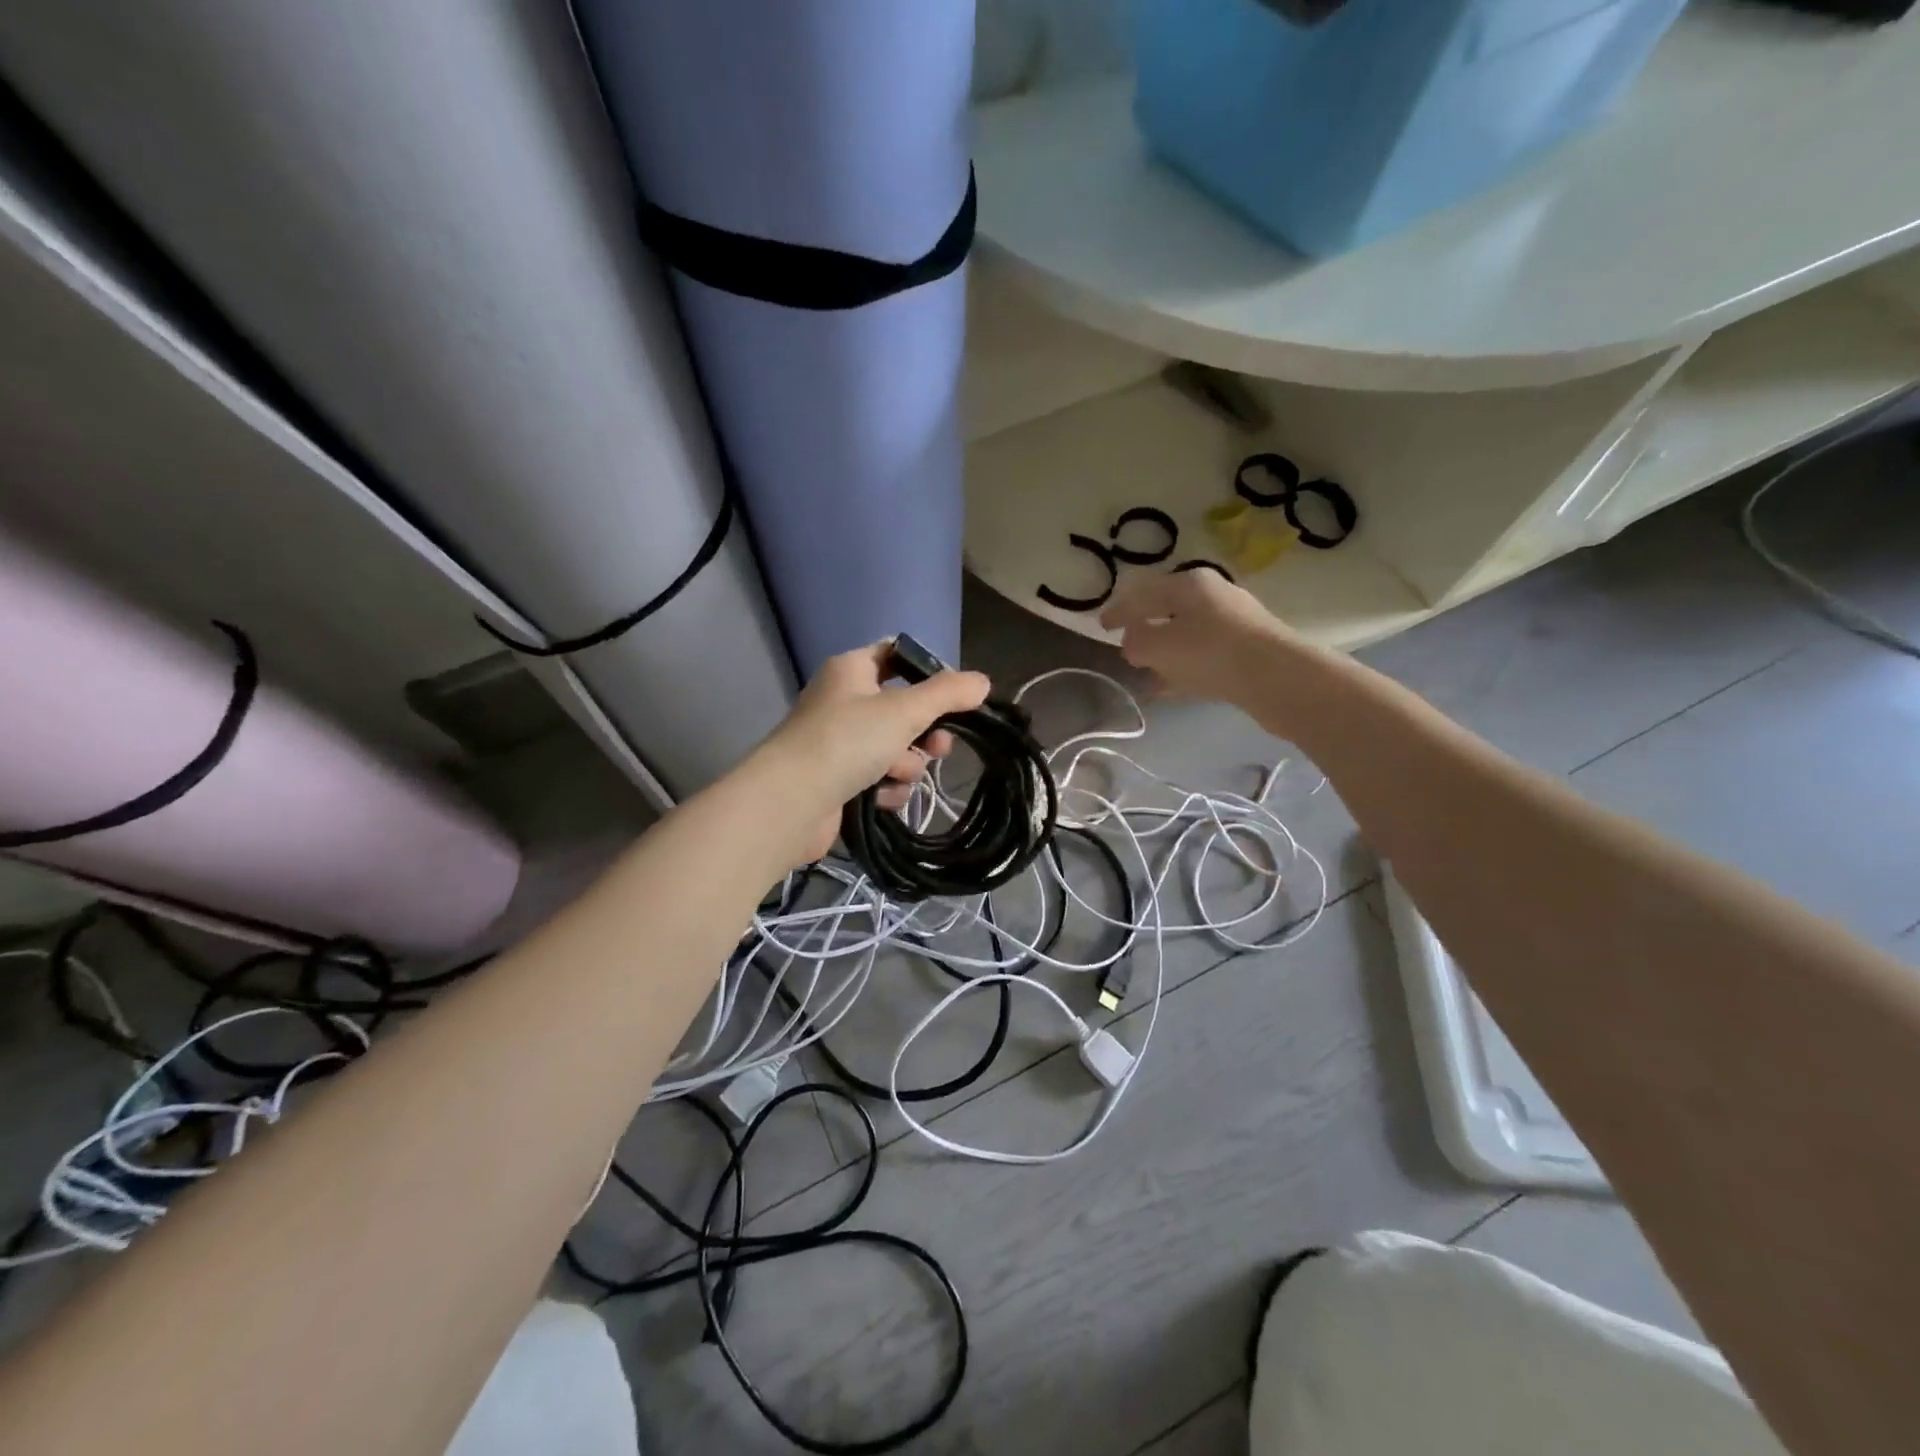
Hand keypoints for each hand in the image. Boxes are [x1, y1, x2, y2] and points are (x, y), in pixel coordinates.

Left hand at [753, 642, 990, 864]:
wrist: (791, 803)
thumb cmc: (847, 741)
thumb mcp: (904, 710)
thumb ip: (948, 694)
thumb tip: (982, 681)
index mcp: (851, 670)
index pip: (897, 656)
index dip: (929, 673)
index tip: (957, 697)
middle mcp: (843, 701)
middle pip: (903, 709)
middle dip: (924, 732)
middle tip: (937, 746)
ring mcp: (839, 743)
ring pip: (896, 748)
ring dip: (905, 764)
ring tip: (894, 774)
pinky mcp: (839, 781)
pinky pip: (880, 779)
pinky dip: (885, 788)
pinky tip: (879, 797)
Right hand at [1100, 569, 1297, 704]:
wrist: (1278, 677)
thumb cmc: (1210, 652)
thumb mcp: (1158, 647)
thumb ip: (1135, 642)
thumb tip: (1133, 641)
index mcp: (1188, 583)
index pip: (1142, 591)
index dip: (1118, 610)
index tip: (1101, 626)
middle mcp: (1213, 594)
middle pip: (1168, 608)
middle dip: (1145, 627)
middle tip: (1128, 646)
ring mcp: (1234, 620)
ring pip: (1188, 633)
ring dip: (1166, 651)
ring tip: (1150, 671)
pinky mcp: (1248, 648)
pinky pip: (1205, 654)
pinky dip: (1186, 666)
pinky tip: (1176, 686)